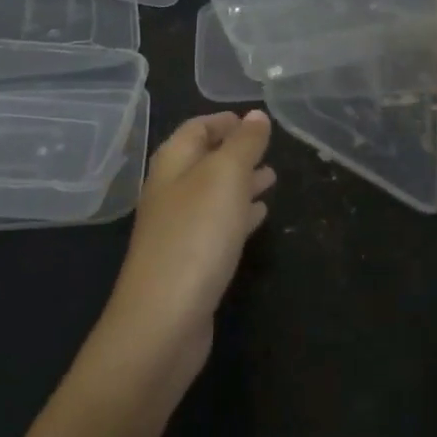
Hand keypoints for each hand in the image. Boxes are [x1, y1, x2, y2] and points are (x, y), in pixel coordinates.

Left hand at [97, 110, 275, 385]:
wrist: (163, 321)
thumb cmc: (196, 236)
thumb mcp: (225, 177)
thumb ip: (244, 144)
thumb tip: (257, 115)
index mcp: (173, 164)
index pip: (196, 128)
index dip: (225, 120)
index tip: (257, 122)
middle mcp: (170, 191)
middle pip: (204, 160)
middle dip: (237, 152)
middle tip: (270, 150)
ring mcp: (178, 229)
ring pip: (214, 194)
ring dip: (241, 183)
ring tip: (273, 179)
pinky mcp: (189, 261)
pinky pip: (217, 226)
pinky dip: (239, 214)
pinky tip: (260, 217)